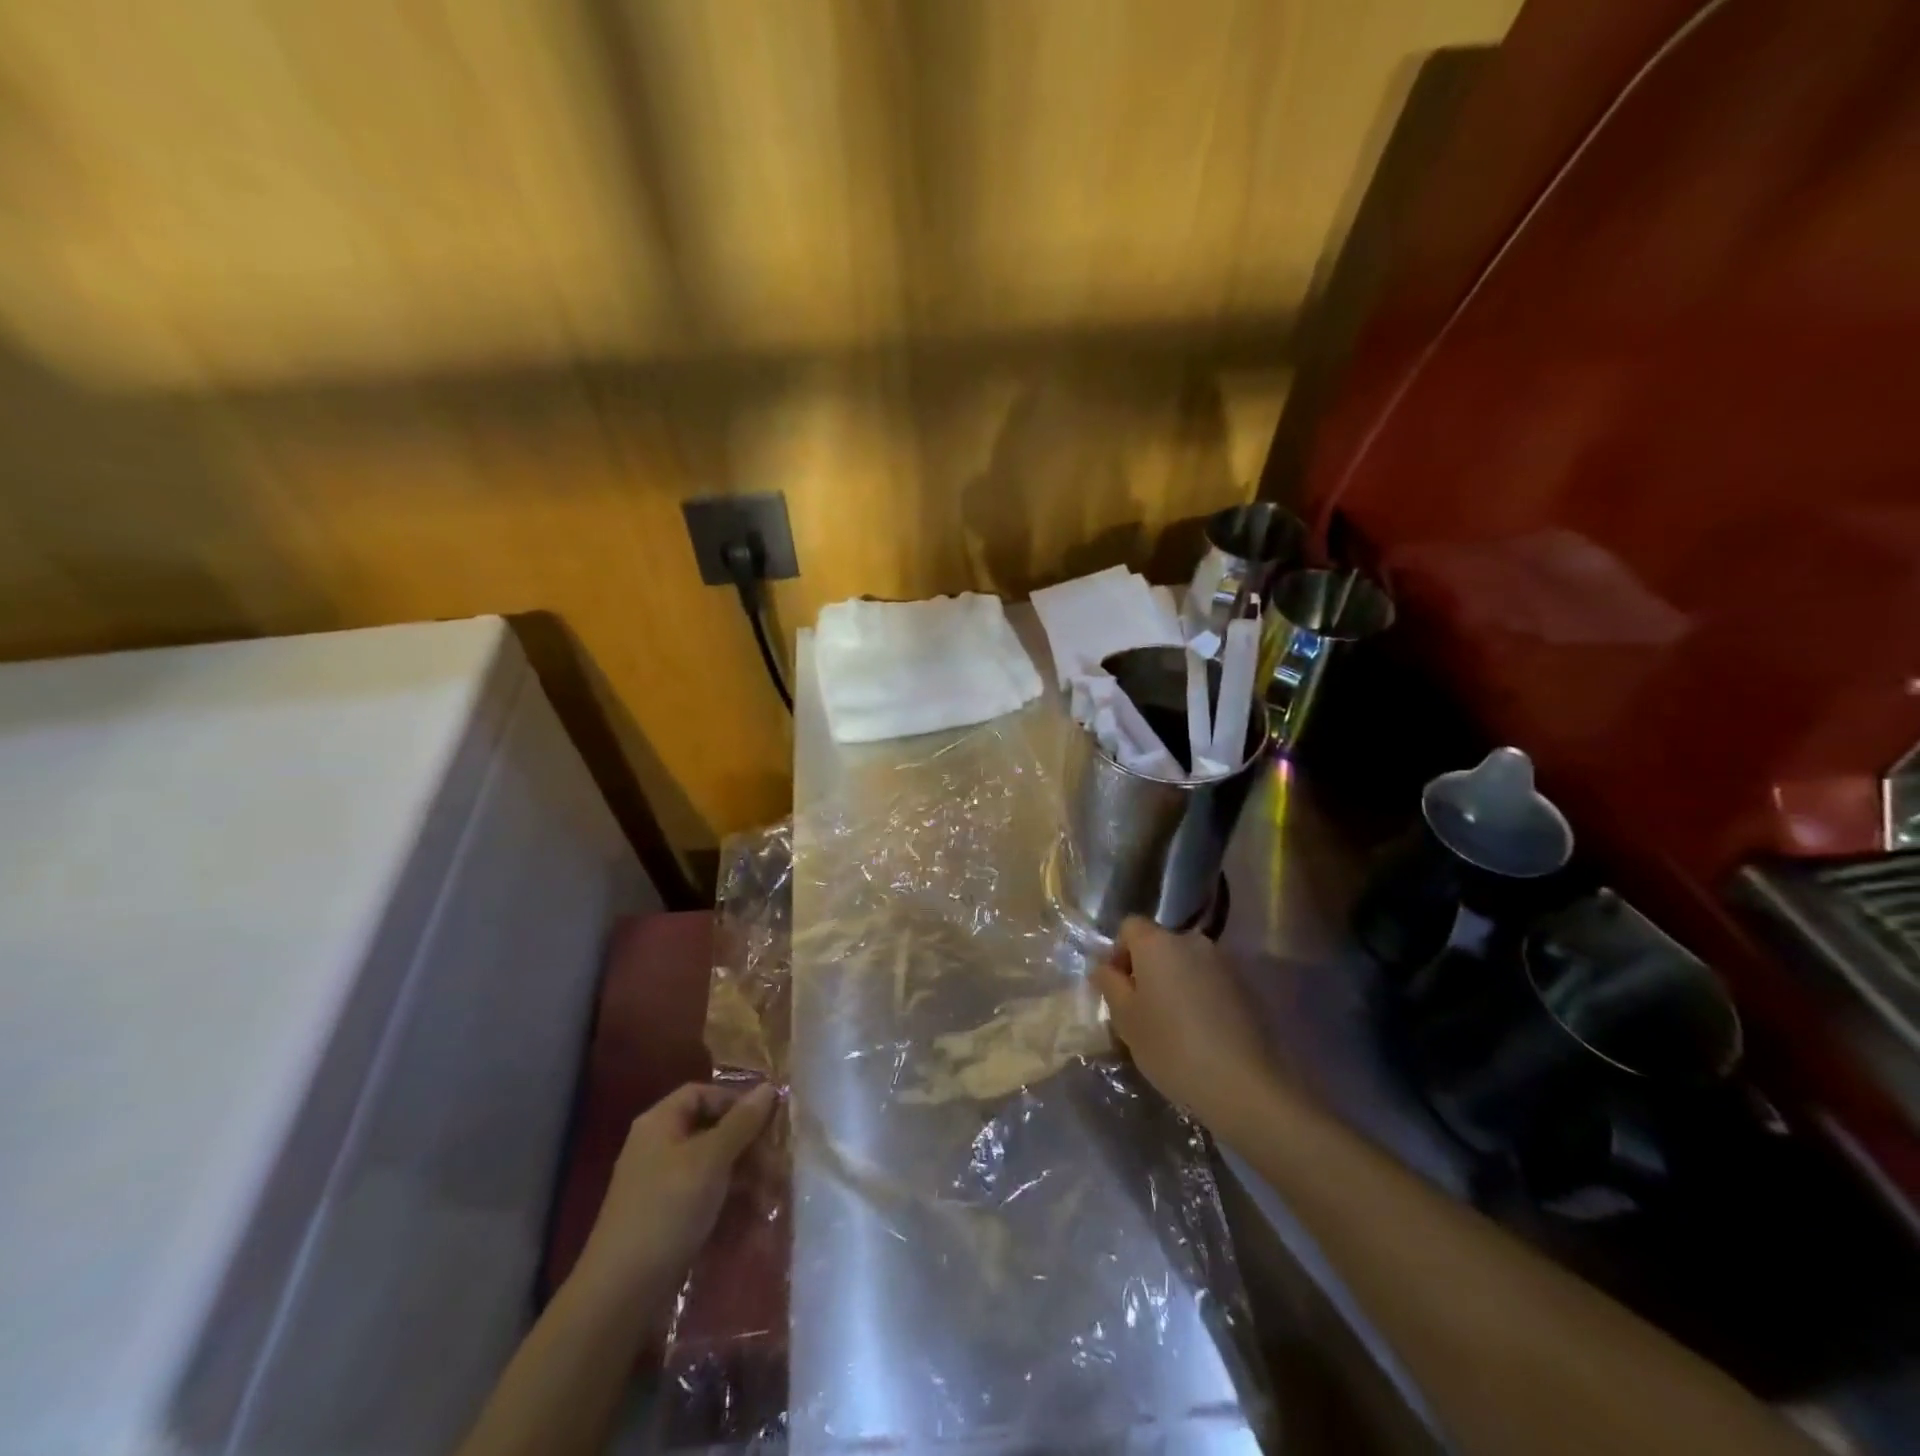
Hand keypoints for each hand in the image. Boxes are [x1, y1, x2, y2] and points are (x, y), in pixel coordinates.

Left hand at [574, 1081, 777, 1309]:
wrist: (620, 1295)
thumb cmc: (667, 1210)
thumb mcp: (711, 1159)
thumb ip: (742, 1122)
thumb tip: (769, 1087)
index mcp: (660, 1123)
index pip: (702, 1093)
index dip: (735, 1101)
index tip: (766, 1120)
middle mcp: (658, 1147)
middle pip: (710, 1129)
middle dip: (746, 1144)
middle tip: (777, 1164)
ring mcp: (660, 1185)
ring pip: (711, 1165)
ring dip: (744, 1175)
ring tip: (772, 1194)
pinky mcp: (666, 1218)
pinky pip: (704, 1196)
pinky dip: (728, 1200)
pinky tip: (751, 1216)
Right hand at [1092, 918, 1274, 1131]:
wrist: (1244, 1083)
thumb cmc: (1171, 1047)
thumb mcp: (1125, 1019)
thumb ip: (1109, 984)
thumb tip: (1104, 967)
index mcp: (1157, 943)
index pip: (1129, 927)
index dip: (1118, 953)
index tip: (1118, 988)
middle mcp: (1191, 940)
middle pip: (1160, 944)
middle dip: (1148, 969)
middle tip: (1143, 1009)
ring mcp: (1223, 961)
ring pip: (1187, 963)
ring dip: (1175, 982)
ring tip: (1174, 1023)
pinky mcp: (1246, 984)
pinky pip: (1210, 980)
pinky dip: (1200, 995)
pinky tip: (1202, 1031)